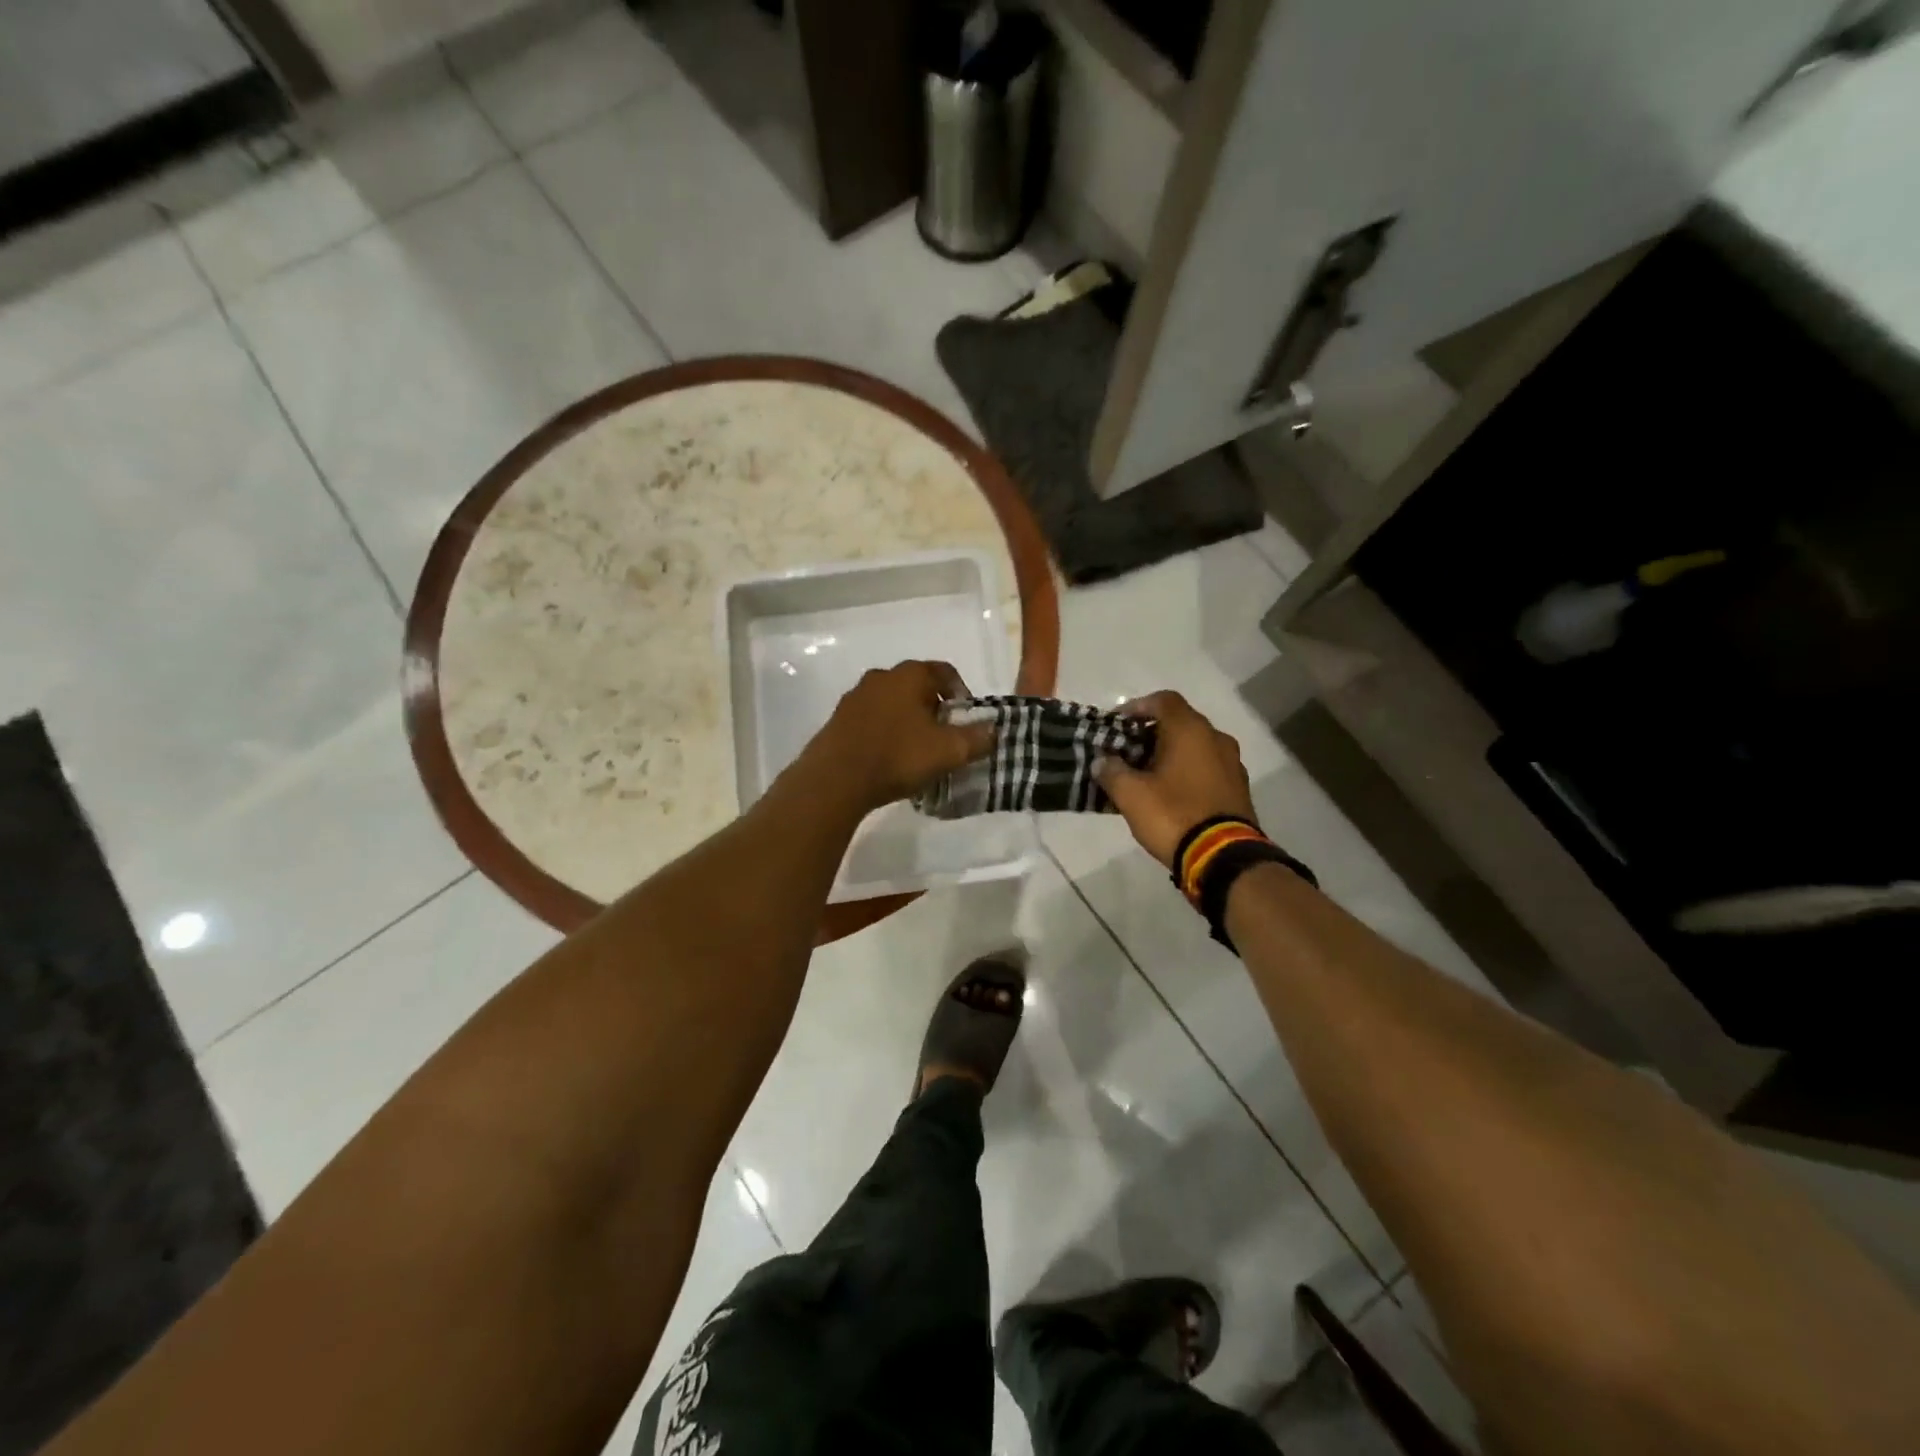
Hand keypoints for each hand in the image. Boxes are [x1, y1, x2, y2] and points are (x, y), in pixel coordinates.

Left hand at [810, 660, 994, 809]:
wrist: (835, 779)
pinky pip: (872, 720)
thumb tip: (994, 730)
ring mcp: (855, 697)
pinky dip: (885, 732)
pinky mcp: (838, 720)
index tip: (966, 721)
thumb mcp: (949, 751)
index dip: (961, 694)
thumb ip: (977, 738)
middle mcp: (881, 677)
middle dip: (934, 709)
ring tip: (917, 751)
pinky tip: (889, 759)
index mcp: (909, 675)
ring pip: (893, 703)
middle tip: (944, 738)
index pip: (945, 672)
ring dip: (908, 721)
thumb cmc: (898, 756)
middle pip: (917, 687)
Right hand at [1095, 691, 1256, 867]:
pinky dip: (1187, 772)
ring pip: (1194, 747)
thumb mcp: (1131, 795)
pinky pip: (1207, 768)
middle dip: (1150, 734)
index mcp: (1190, 730)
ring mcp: (1232, 763)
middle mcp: (1216, 738)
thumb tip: (1102, 761)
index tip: (1117, 725)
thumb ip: (1111, 771)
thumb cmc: (1173, 815)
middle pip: (1179, 722)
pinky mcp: (1238, 788)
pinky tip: (1170, 794)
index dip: (1137, 707)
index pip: (1163, 700)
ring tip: (1146, 776)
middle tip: (1126, 753)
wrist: (1224, 857)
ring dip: (1170, 754)